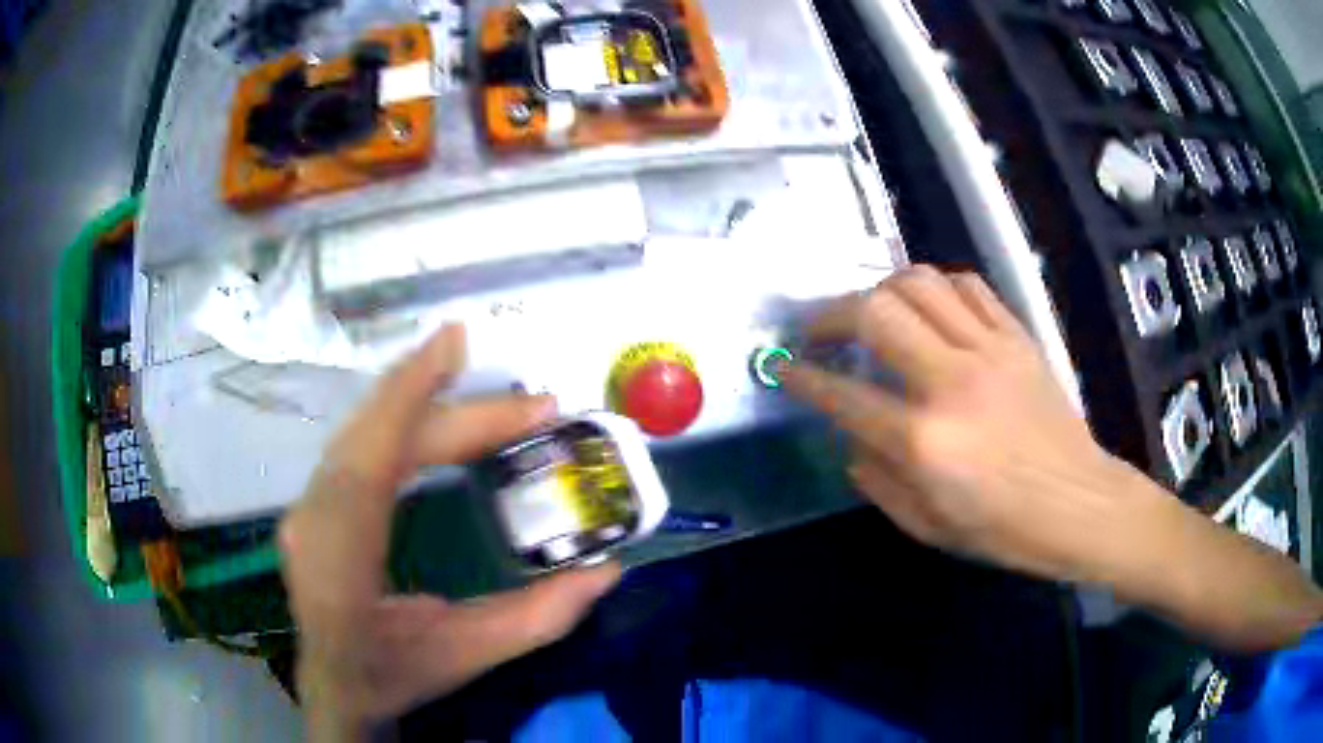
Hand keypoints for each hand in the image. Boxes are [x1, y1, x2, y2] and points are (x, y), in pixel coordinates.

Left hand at [279, 326, 620, 738]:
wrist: (338, 686)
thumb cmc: (395, 675)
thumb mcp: (469, 656)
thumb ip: (539, 618)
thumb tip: (608, 569)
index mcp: (341, 564)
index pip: (368, 461)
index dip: (409, 395)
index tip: (456, 343)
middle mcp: (313, 521)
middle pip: (374, 438)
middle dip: (448, 406)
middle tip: (530, 405)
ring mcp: (307, 507)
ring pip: (361, 432)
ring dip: (419, 399)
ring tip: (479, 383)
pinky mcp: (315, 501)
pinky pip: (357, 443)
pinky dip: (397, 414)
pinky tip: (432, 404)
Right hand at [783, 266, 1158, 581]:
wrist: (1079, 503)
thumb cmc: (1003, 529)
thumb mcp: (927, 526)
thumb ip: (877, 481)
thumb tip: (851, 440)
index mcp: (925, 441)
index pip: (844, 395)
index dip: (804, 379)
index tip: (786, 370)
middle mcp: (951, 382)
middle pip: (875, 312)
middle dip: (831, 314)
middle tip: (819, 331)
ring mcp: (988, 351)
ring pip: (919, 283)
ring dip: (881, 291)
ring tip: (871, 312)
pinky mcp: (1016, 338)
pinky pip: (967, 288)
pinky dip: (936, 289)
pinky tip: (929, 309)